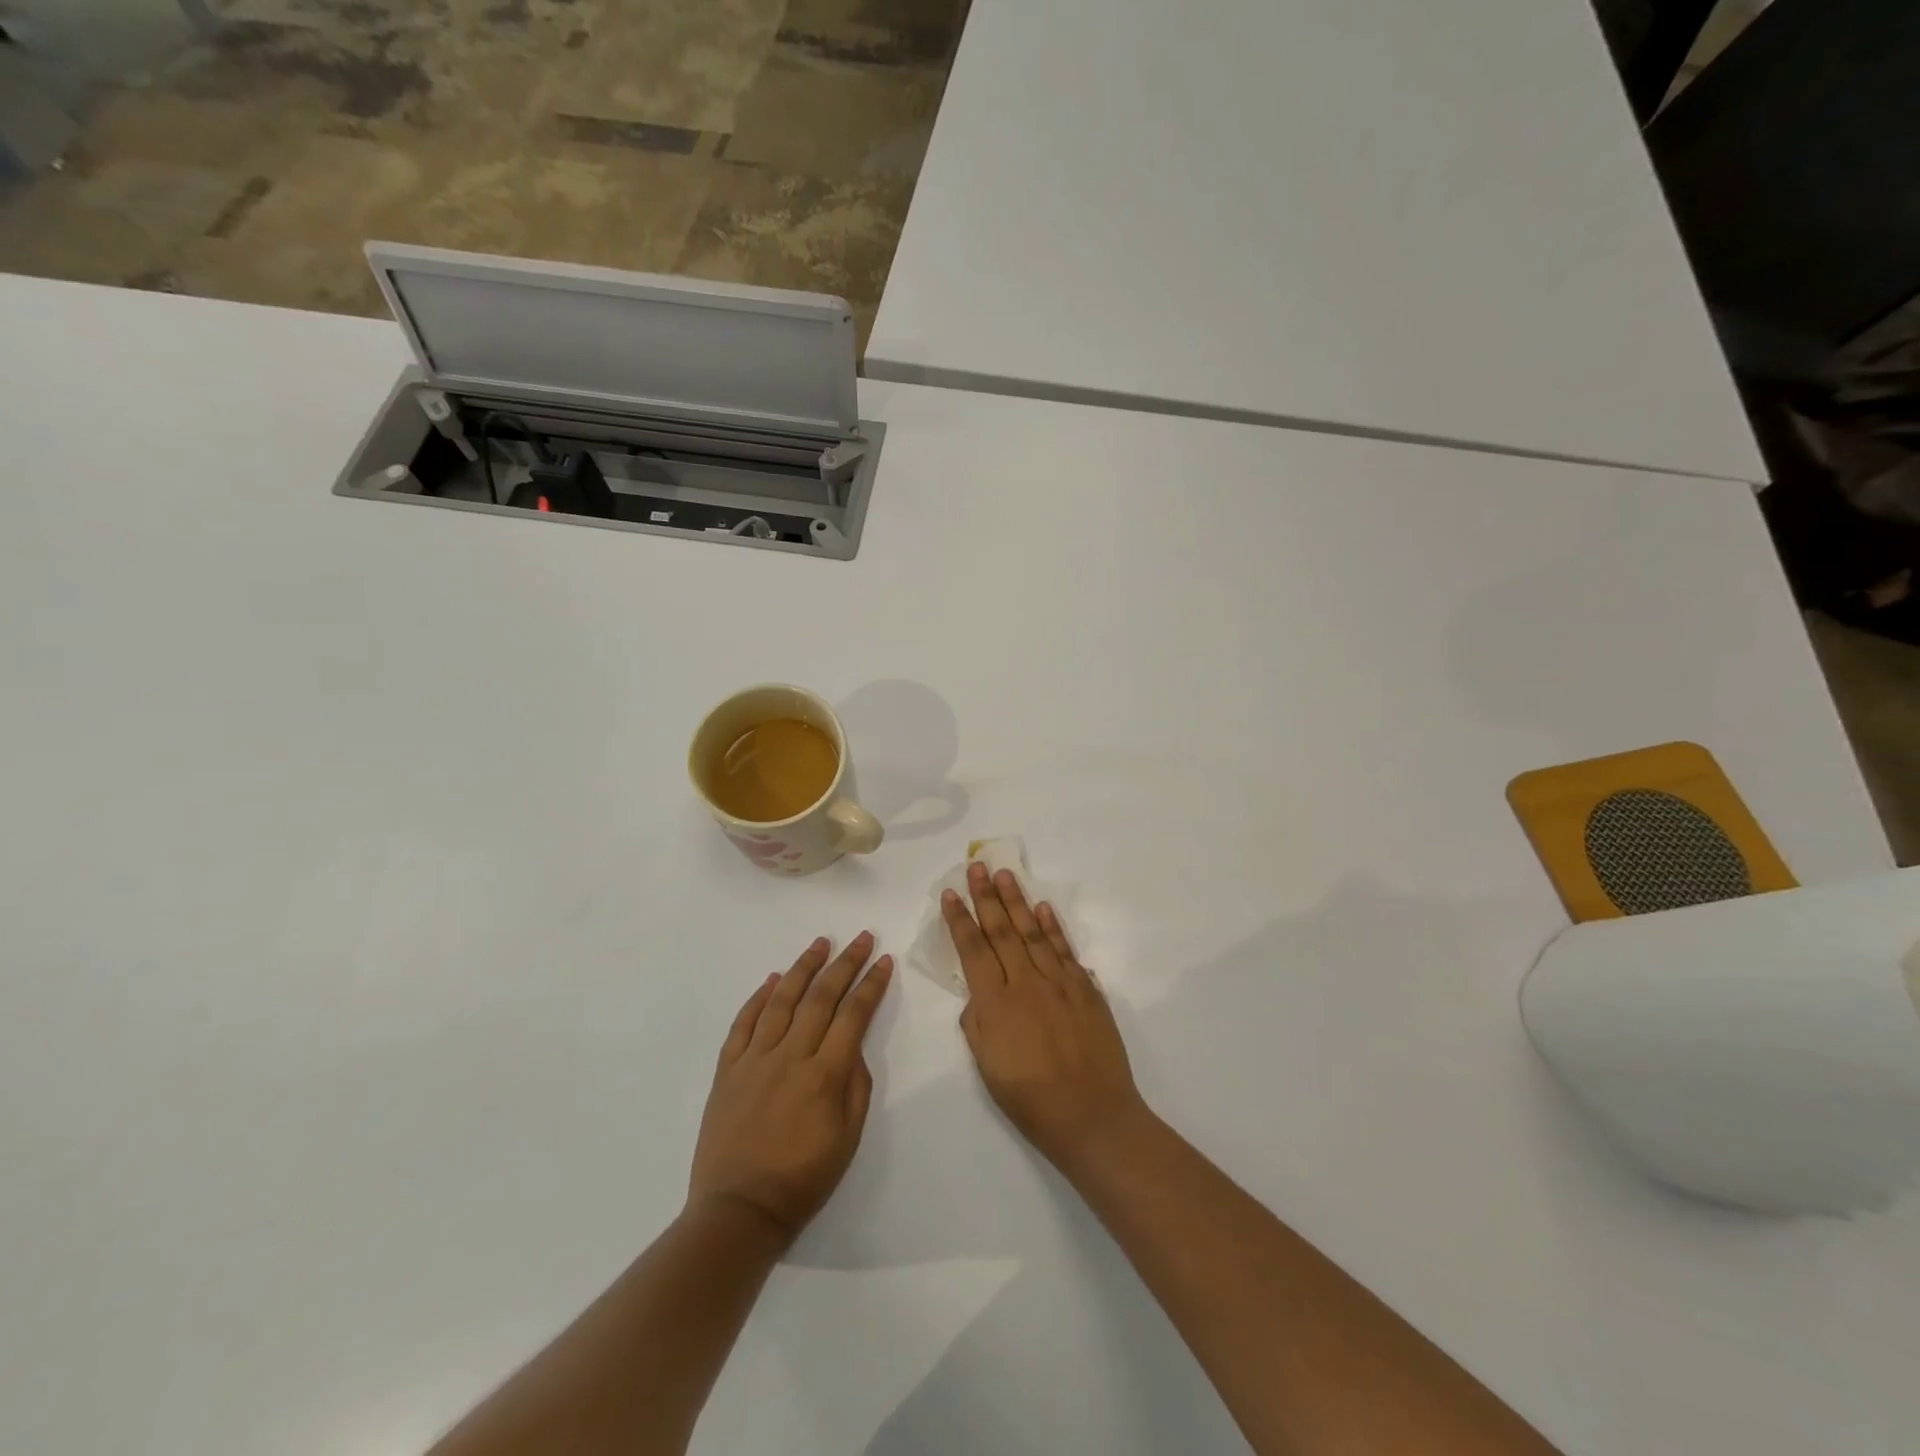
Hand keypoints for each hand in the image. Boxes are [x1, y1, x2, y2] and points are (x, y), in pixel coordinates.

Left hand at [688, 933, 893, 1244]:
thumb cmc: (802, 1180)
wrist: (738, 1211)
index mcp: (824, 1075)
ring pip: (782, 1001)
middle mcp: (790, 1056)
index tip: (884, 961)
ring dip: (804, 968)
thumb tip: (853, 1048)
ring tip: (821, 943)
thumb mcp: (848, 1139)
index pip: (854, 1015)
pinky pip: (743, 1023)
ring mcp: (755, 1059)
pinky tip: (773, 979)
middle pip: (821, 998)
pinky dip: (759, 998)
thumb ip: (856, 1086)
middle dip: (845, 964)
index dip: (872, 985)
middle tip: (861, 938)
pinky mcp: (727, 1069)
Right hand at [944, 864, 1148, 1175]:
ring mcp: (1059, 982)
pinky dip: (1053, 927)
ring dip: (1017, 900)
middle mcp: (1026, 982)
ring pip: (1033, 931)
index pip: (973, 949)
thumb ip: (977, 1023)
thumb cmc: (1031, 1100)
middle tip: (976, 866)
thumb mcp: (987, 1068)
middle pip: (1001, 930)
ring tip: (1005, 873)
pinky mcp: (1086, 989)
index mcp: (996, 1003)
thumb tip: (978, 993)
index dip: (959, 919)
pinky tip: (1043, 908)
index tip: (950, 893)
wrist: (1093, 1116)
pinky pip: (1064, 950)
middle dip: (986, 896)